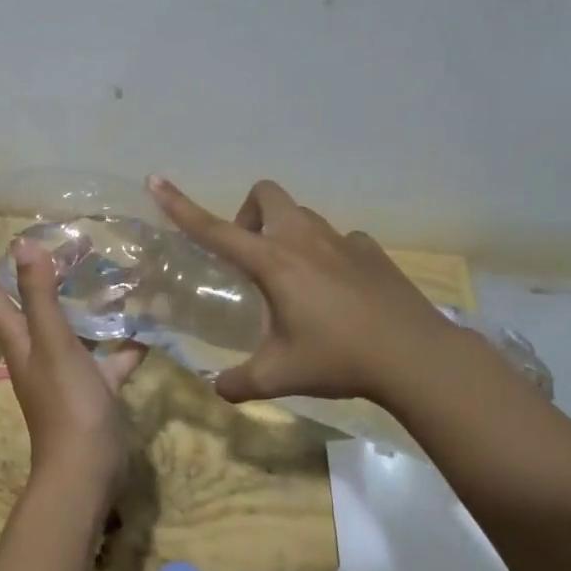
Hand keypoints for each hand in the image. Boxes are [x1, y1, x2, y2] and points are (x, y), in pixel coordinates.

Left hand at [0, 230, 146, 494]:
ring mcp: (66, 367)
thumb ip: (41, 297)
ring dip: (81, 295)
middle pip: (26, 299)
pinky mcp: (95, 384)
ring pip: (71, 321)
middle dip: (27, 266)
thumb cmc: (66, 406)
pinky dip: (125, 336)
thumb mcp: (53, 345)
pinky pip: (109, 352)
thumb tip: (24, 243)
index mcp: (17, 337)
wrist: (88, 472)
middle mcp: (36, 347)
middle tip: (42, 228)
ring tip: (101, 261)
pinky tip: (149, 317)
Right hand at [147, 176, 455, 405]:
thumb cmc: (338, 359)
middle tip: (251, 258)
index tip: (156, 181)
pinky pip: (339, 239)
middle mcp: (303, 240)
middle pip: (266, 195)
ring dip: (286, 233)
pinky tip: (337, 290)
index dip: (181, 205)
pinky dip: (327, 253)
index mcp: (273, 262)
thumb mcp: (278, 376)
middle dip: (249, 215)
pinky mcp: (372, 251)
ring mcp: (342, 240)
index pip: (214, 229)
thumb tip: (217, 389)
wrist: (415, 357)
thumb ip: (238, 383)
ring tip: (293, 279)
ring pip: (302, 215)